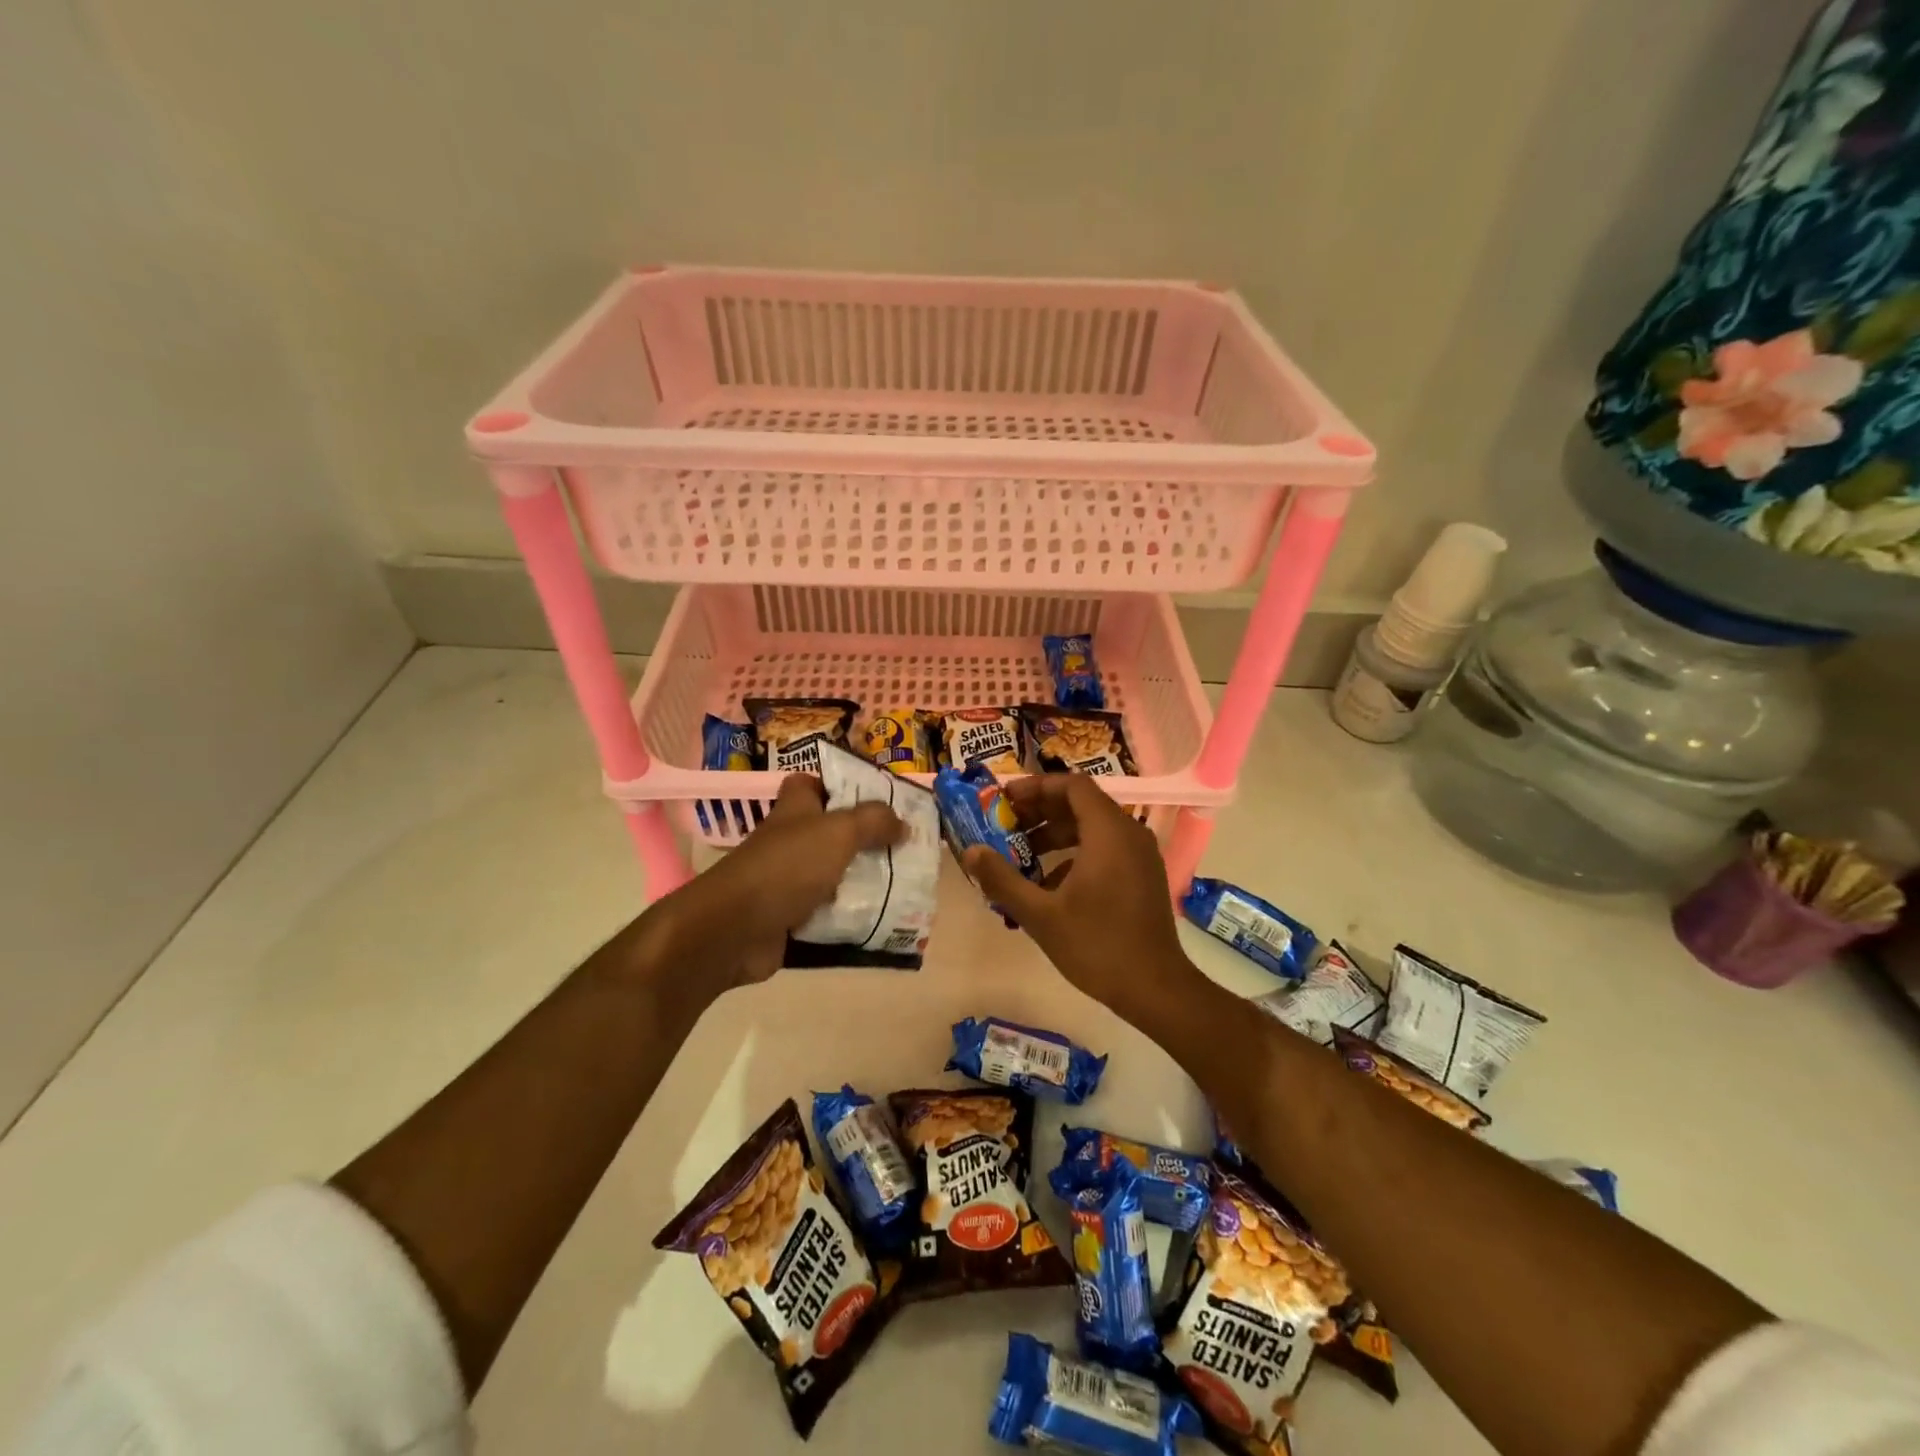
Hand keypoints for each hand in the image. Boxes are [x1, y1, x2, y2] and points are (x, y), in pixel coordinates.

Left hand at [629, 774, 903, 997]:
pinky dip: (850, 918)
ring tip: (904, 884)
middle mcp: (789, 842)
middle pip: (829, 833)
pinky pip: (827, 915)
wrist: (735, 930)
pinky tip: (881, 920)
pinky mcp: (789, 919)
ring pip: (832, 876)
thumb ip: (873, 821)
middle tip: (902, 846)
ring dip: (861, 881)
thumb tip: (903, 823)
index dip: (837, 786)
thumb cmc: (787, 867)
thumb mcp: (838, 832)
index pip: (809, 785)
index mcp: (794, 811)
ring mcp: (787, 882)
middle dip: (864, 839)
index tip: (873, 799)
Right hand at [961, 774, 1203, 1023]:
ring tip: (1020, 854)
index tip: (1005, 799)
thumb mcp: (1041, 915)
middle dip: (1040, 810)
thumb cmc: (1097, 945)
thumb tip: (970, 852)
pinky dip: (1074, 854)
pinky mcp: (1142, 875)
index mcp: (1108, 832)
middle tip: (1005, 824)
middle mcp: (1129, 833)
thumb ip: (1003, 879)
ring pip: (1092, 827)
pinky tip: (1048, 885)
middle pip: (1081, 803)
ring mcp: (1140, 855)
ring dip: (1055, 834)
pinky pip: (1104, 848)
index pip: (1072, 785)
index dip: (1036, 786)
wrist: (1156, 989)